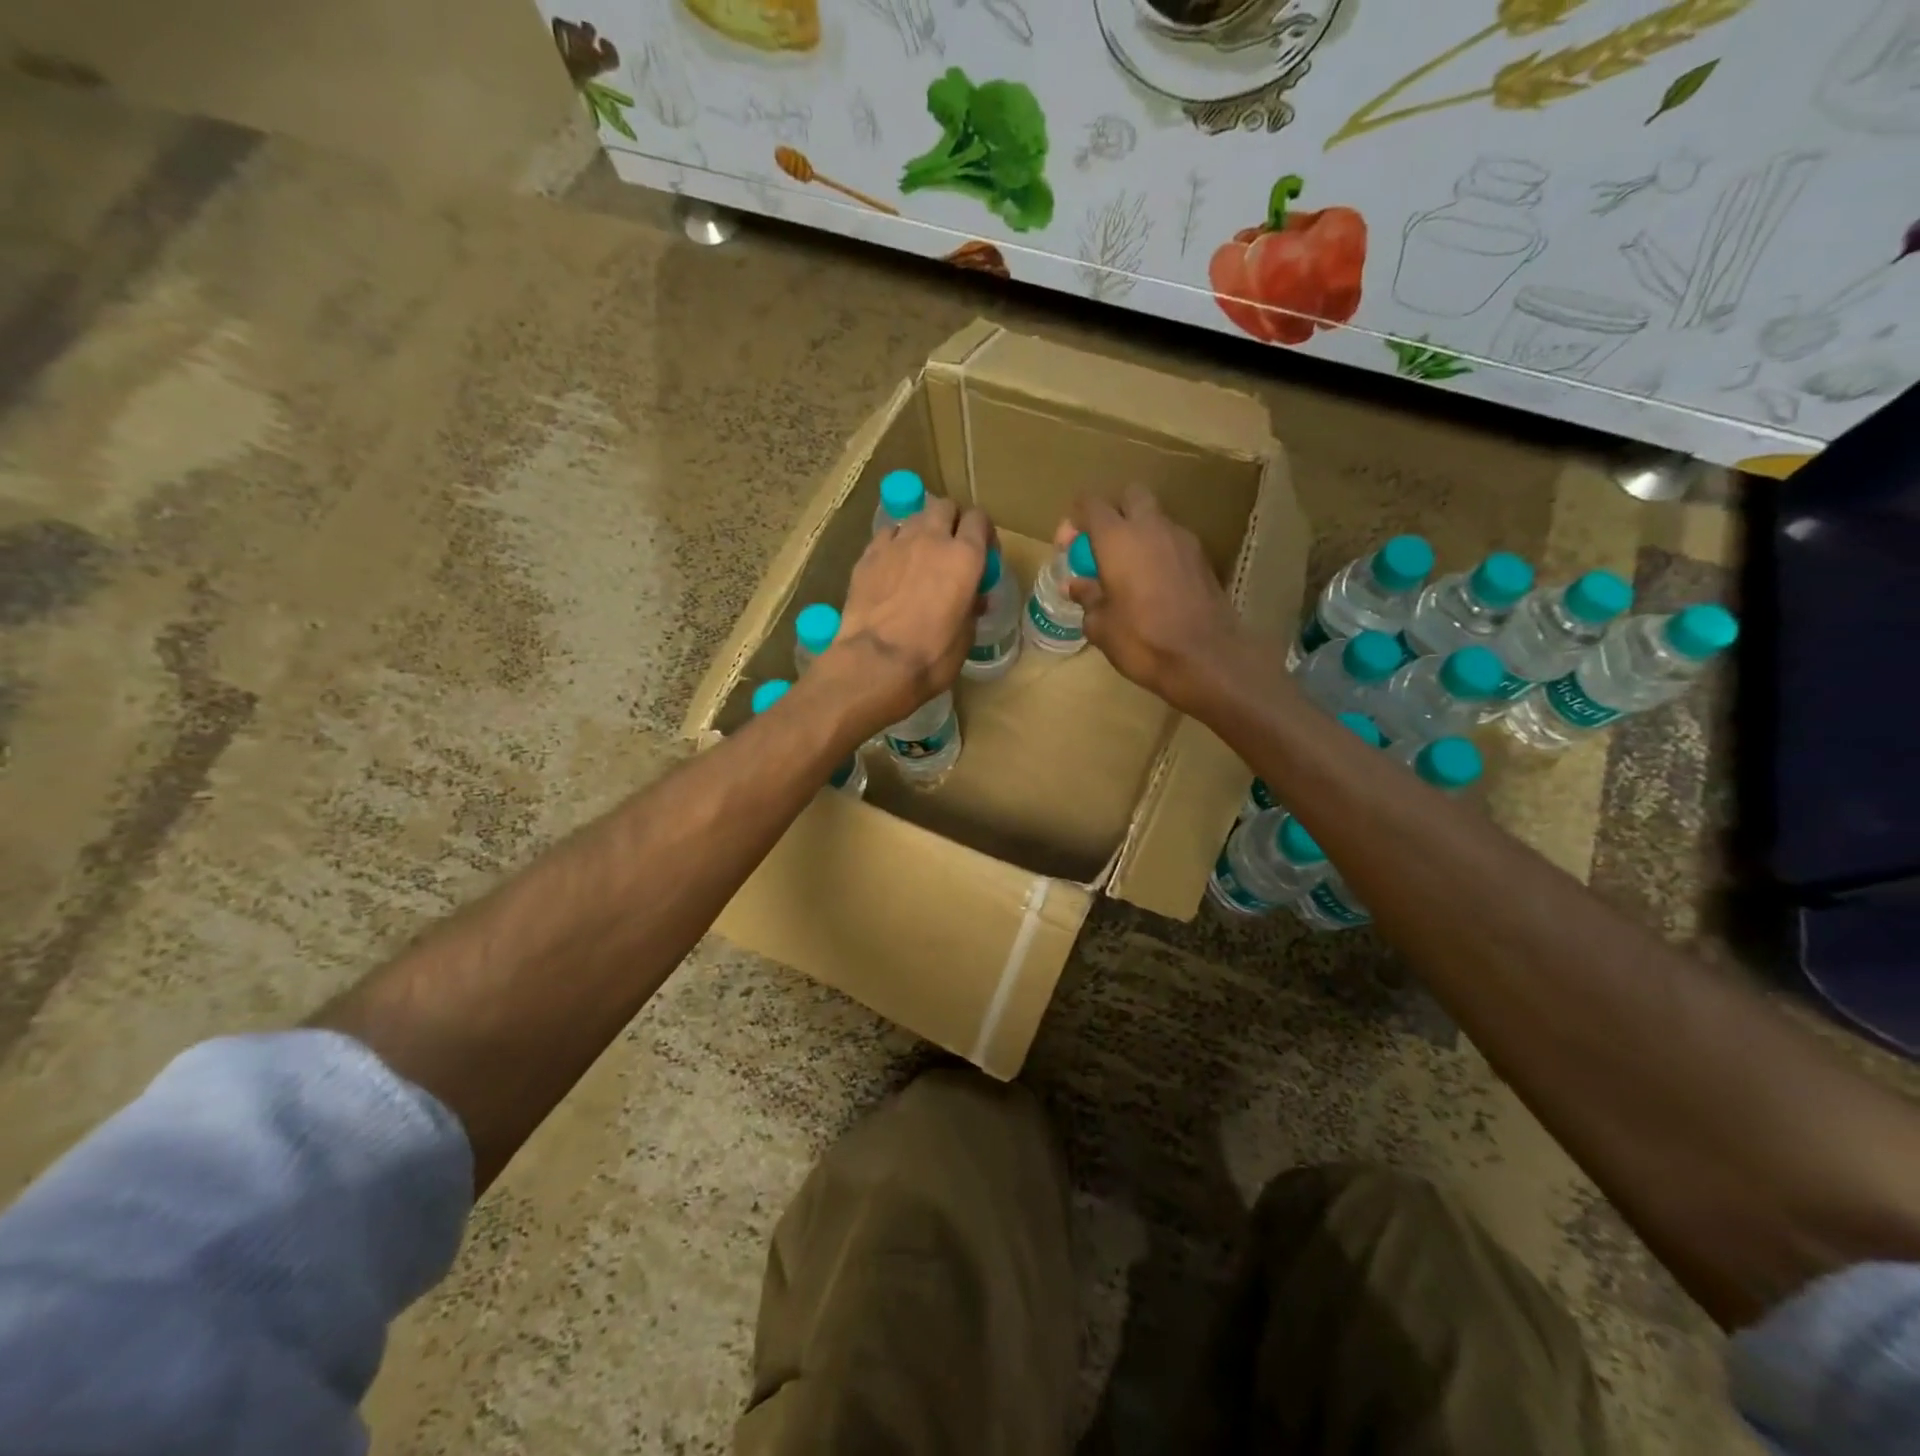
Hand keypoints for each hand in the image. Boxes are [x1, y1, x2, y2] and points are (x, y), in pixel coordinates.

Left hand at [817, 497, 989, 736]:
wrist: (875, 662)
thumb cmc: (930, 657)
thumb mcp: (965, 637)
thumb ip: (971, 607)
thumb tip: (974, 598)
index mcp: (965, 557)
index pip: (980, 520)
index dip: (983, 533)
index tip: (982, 553)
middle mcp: (932, 539)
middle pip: (945, 507)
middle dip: (951, 521)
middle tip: (951, 548)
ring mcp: (896, 543)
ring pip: (914, 517)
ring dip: (922, 530)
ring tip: (919, 556)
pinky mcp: (867, 555)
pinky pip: (887, 535)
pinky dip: (894, 543)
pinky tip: (892, 565)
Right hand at [1058, 487, 1254, 714]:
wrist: (1205, 658)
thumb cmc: (1142, 640)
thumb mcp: (1100, 625)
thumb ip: (1086, 597)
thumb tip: (1076, 585)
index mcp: (1117, 538)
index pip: (1090, 503)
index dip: (1074, 521)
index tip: (1068, 550)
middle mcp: (1151, 527)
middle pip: (1130, 496)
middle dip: (1112, 514)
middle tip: (1101, 548)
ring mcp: (1182, 540)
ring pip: (1155, 519)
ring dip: (1138, 534)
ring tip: (1127, 572)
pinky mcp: (1202, 558)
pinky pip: (1172, 542)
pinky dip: (1158, 553)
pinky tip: (1153, 586)